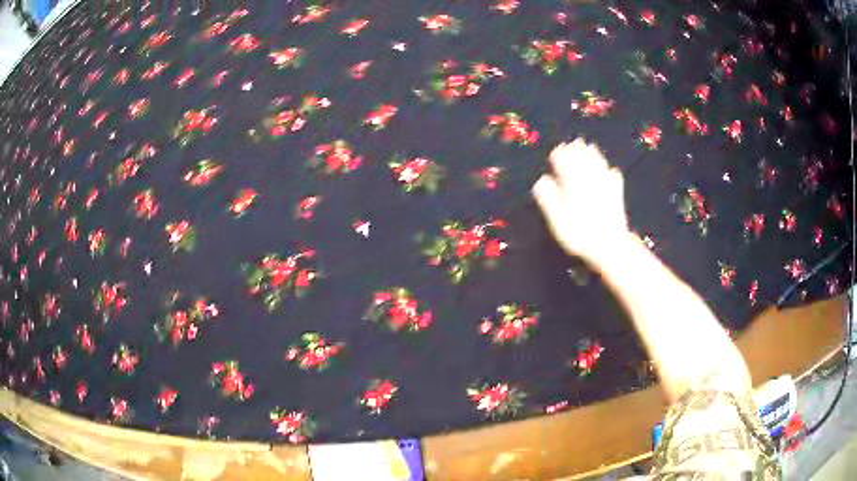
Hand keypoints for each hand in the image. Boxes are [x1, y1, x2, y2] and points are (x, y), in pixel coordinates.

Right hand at [532, 139, 630, 262]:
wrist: (610, 245)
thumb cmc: (580, 234)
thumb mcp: (557, 219)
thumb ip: (548, 197)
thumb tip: (541, 180)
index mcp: (573, 184)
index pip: (565, 164)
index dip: (559, 156)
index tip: (555, 151)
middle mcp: (589, 181)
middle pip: (583, 161)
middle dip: (577, 151)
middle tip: (573, 142)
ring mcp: (605, 186)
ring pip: (599, 165)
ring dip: (594, 155)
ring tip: (590, 146)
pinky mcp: (617, 195)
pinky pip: (615, 178)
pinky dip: (611, 171)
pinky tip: (612, 169)